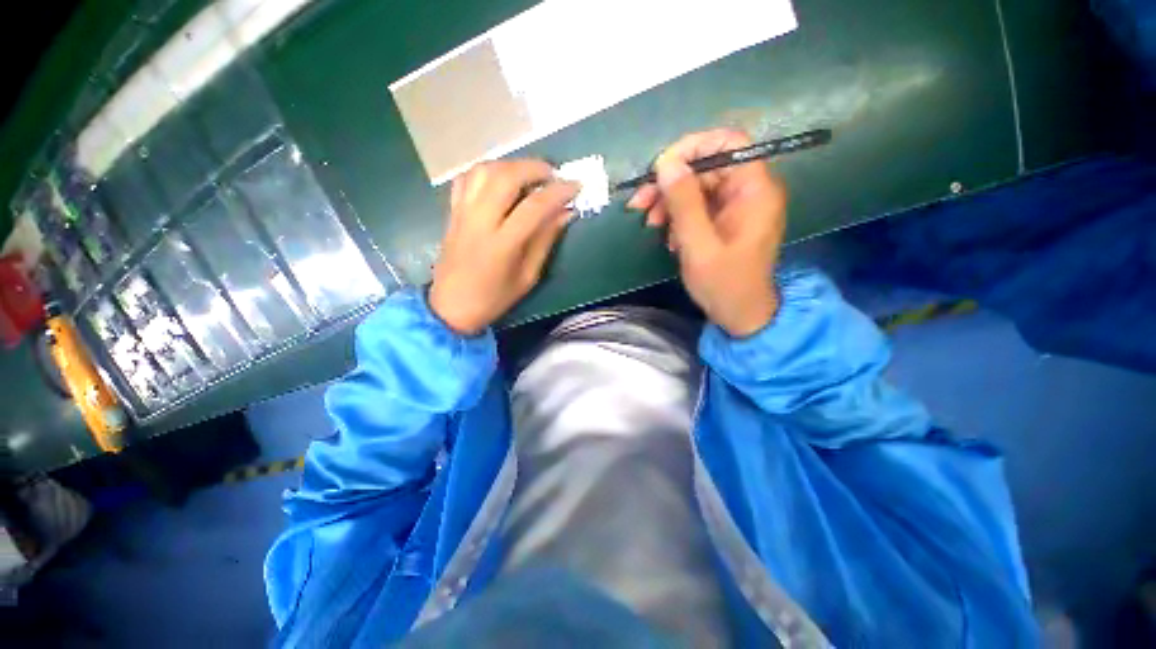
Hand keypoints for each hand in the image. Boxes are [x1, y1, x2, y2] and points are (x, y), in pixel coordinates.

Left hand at [429, 160, 578, 334]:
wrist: (451, 307)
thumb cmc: (494, 298)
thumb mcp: (528, 277)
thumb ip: (545, 241)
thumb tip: (565, 213)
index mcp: (502, 244)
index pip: (534, 207)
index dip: (558, 192)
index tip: (575, 186)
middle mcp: (480, 221)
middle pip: (506, 177)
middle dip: (534, 168)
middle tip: (552, 175)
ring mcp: (462, 213)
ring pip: (484, 170)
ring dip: (510, 165)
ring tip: (527, 175)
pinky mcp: (452, 212)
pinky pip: (466, 179)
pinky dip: (486, 171)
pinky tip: (499, 180)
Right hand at [627, 130, 787, 336]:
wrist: (740, 316)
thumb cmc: (724, 285)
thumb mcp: (699, 246)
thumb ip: (684, 204)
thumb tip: (666, 163)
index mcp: (754, 191)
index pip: (727, 143)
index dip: (692, 148)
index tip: (660, 168)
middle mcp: (748, 191)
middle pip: (706, 167)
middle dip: (670, 183)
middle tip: (639, 203)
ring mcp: (736, 206)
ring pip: (697, 187)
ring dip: (669, 202)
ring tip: (650, 224)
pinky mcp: (724, 221)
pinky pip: (697, 206)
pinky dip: (677, 217)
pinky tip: (668, 237)